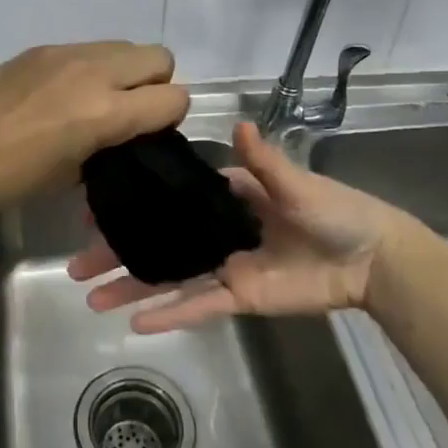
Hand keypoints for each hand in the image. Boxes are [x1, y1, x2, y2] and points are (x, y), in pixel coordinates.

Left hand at [0, 42, 189, 214]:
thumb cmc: (14, 177)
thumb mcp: (74, 174)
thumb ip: (111, 145)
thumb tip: (121, 133)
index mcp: (106, 111)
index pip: (174, 97)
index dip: (170, 117)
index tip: (150, 132)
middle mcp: (94, 72)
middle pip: (159, 57)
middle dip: (155, 83)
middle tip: (128, 110)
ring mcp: (66, 54)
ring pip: (123, 46)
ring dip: (123, 71)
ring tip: (94, 98)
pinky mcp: (42, 48)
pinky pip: (86, 49)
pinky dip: (89, 67)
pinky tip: (60, 92)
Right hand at [67, 119, 447, 332]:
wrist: (371, 260)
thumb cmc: (334, 210)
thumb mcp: (297, 183)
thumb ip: (264, 162)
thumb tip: (240, 124)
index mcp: (224, 197)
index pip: (167, 198)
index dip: (132, 202)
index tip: (94, 208)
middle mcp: (214, 231)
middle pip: (156, 241)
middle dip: (117, 251)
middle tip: (76, 262)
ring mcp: (223, 266)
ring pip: (167, 278)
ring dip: (131, 287)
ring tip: (90, 296)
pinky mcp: (238, 298)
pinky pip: (197, 306)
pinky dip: (168, 315)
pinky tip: (132, 323)